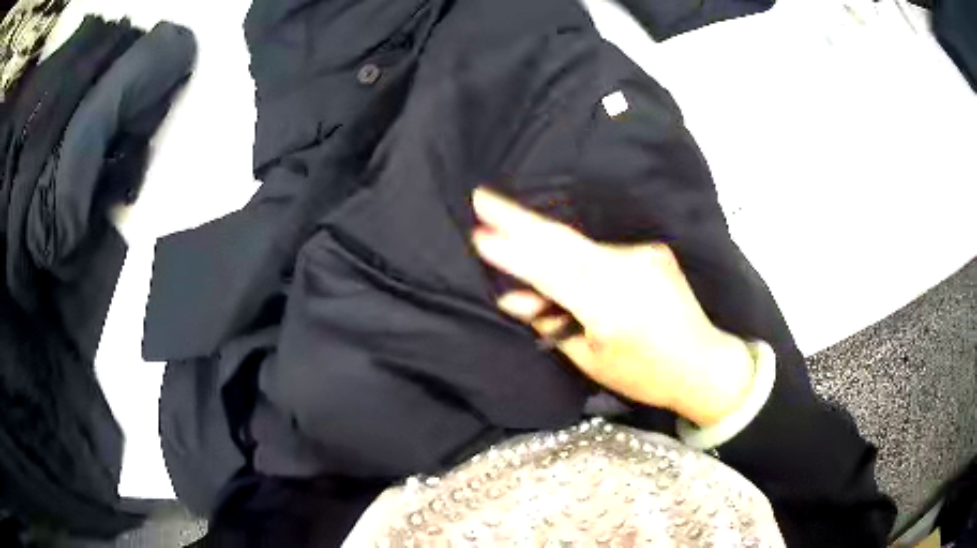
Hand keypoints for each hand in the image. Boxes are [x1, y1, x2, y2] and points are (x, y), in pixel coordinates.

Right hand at [471, 188, 755, 425]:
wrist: (704, 362)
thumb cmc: (645, 375)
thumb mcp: (591, 359)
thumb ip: (552, 324)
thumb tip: (513, 298)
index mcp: (610, 307)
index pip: (550, 272)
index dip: (512, 253)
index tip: (478, 233)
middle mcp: (628, 270)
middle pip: (561, 240)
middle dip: (518, 218)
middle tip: (482, 197)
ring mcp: (643, 254)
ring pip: (580, 244)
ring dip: (544, 239)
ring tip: (509, 228)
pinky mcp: (653, 249)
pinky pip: (602, 249)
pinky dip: (577, 254)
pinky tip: (560, 256)